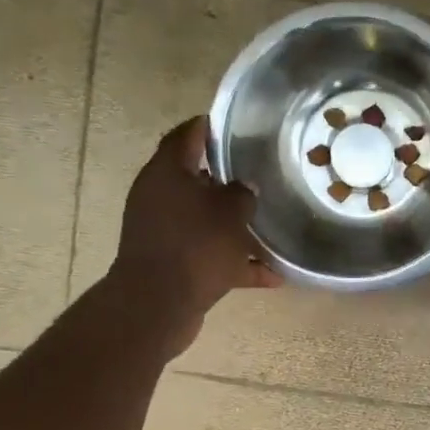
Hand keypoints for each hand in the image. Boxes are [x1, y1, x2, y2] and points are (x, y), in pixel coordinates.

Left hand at [109, 116, 280, 357]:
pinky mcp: (172, 263)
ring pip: (204, 220)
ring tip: (269, 225)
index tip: (233, 124)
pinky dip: (235, 262)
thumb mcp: (231, 211)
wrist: (158, 305)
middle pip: (195, 179)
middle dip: (227, 179)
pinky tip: (272, 275)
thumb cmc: (195, 245)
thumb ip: (242, 193)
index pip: (185, 135)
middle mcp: (159, 197)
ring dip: (234, 224)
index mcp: (166, 173)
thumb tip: (244, 188)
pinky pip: (209, 255)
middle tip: (259, 174)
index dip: (207, 126)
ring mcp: (163, 232)